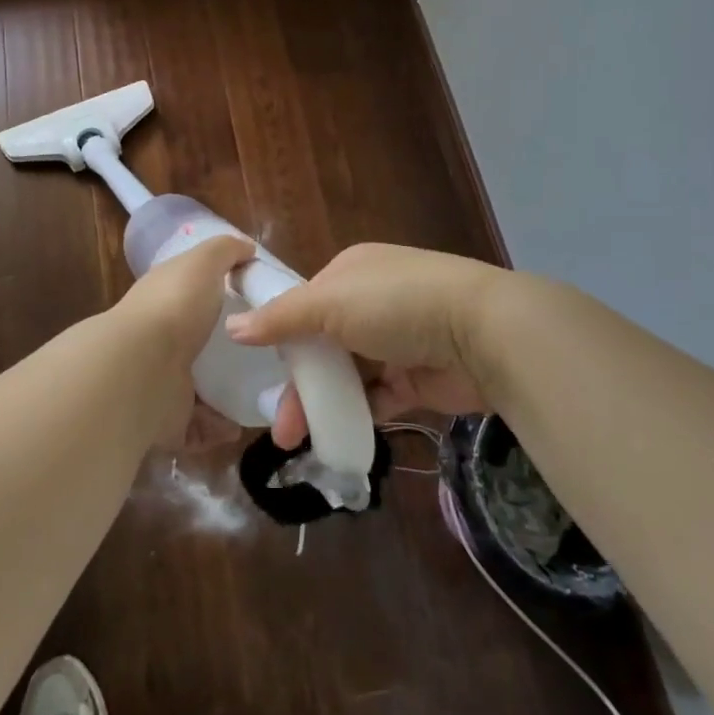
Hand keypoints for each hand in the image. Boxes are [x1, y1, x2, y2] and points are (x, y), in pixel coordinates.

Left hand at [109, 235, 254, 446]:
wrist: (141, 369)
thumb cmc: (174, 308)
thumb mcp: (202, 263)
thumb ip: (225, 251)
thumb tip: (247, 248)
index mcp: (163, 301)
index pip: (190, 295)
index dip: (218, 296)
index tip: (256, 306)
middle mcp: (157, 341)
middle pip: (197, 344)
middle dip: (227, 352)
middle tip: (267, 356)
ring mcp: (159, 382)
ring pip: (199, 389)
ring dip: (227, 395)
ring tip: (263, 394)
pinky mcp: (164, 420)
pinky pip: (197, 427)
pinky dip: (217, 427)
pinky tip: (241, 422)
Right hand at [224, 243, 502, 446]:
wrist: (481, 333)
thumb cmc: (396, 305)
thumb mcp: (329, 303)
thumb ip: (280, 318)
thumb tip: (232, 326)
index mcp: (351, 272)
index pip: (305, 305)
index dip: (282, 339)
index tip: (260, 373)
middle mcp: (372, 302)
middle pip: (324, 346)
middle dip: (299, 385)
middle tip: (280, 428)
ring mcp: (397, 340)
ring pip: (349, 376)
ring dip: (325, 405)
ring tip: (301, 442)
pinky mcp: (417, 378)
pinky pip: (378, 397)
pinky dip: (358, 414)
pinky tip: (338, 437)